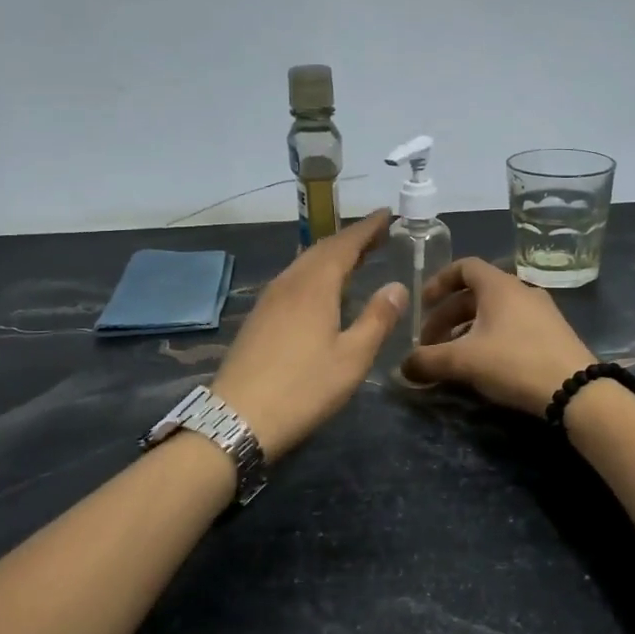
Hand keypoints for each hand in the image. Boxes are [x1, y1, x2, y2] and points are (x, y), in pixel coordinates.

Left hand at [211, 210, 407, 457]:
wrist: (238, 418)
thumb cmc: (303, 388)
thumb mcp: (352, 358)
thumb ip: (377, 319)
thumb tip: (397, 286)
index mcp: (315, 286)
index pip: (345, 244)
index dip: (367, 228)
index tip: (387, 215)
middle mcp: (290, 283)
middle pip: (322, 249)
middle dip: (351, 239)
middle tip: (378, 235)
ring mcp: (269, 300)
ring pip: (304, 263)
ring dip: (331, 255)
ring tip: (355, 258)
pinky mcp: (259, 317)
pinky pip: (293, 279)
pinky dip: (314, 272)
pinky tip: (321, 289)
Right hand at [402, 257, 598, 414]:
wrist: (576, 390)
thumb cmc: (514, 362)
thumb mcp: (463, 361)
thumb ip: (427, 361)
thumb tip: (402, 368)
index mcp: (499, 285)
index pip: (464, 266)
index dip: (439, 281)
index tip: (422, 303)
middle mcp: (521, 290)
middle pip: (475, 294)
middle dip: (447, 316)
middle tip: (430, 343)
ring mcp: (541, 312)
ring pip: (494, 313)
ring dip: (467, 330)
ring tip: (452, 358)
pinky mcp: (553, 335)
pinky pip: (512, 328)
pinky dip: (490, 339)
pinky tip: (483, 367)